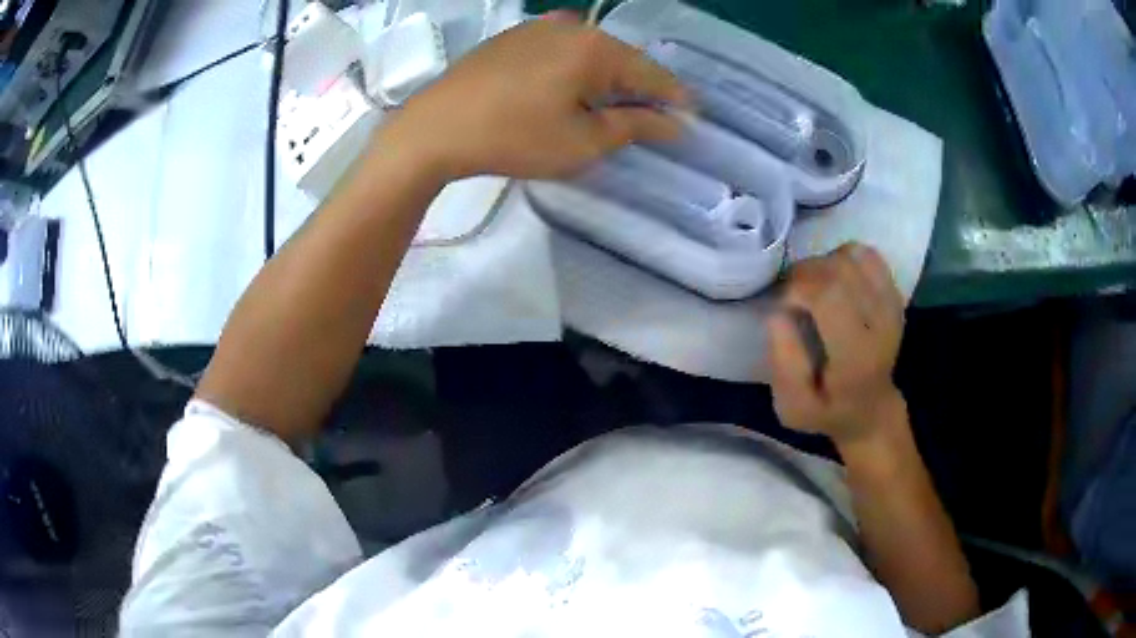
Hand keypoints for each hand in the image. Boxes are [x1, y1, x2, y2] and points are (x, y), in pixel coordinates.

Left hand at [374, 14, 688, 181]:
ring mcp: (537, 27)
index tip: (691, 118)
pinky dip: (575, 70)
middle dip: (639, 88)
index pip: (651, 74)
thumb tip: (672, 123)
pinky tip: (570, 90)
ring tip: (613, 106)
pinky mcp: (512, 37)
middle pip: (621, 59)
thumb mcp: (583, 141)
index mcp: (596, 48)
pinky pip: (560, 51)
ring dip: (606, 78)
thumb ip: (634, 126)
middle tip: (653, 116)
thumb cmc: (514, 137)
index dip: (674, 99)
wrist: (434, 129)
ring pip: (589, 53)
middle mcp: (571, 26)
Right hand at [768, 244, 905, 446]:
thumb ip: (784, 365)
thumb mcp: (793, 408)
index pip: (829, 295)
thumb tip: (779, 313)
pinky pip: (867, 256)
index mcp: (856, 357)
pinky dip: (844, 258)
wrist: (871, 409)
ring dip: (824, 264)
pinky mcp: (894, 294)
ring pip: (853, 256)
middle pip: (840, 269)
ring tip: (813, 288)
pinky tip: (835, 281)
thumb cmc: (827, 411)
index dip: (797, 287)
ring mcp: (891, 306)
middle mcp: (881, 324)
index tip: (783, 304)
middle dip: (806, 272)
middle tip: (792, 293)